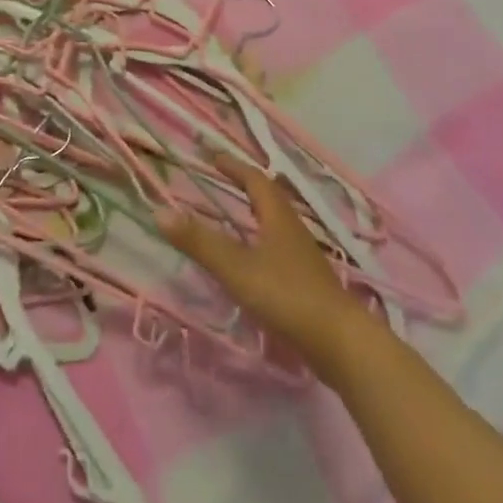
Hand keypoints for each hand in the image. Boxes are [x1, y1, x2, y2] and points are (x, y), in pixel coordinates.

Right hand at [158, 159, 371, 378]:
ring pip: (277, 224)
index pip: (255, 179)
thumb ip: (200, 242)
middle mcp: (293, 229)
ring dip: (256, 215)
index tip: (213, 158)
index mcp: (277, 216)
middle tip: (222, 182)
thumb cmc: (287, 296)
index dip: (234, 167)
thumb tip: (159, 211)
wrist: (342, 344)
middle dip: (246, 187)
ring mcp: (304, 257)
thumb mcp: (237, 268)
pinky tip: (255, 263)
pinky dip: (263, 243)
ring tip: (235, 219)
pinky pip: (281, 249)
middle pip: (270, 198)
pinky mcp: (309, 284)